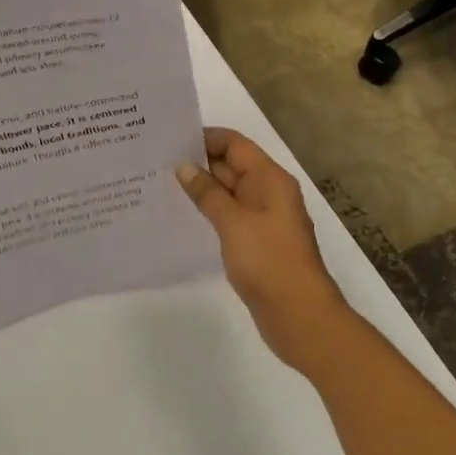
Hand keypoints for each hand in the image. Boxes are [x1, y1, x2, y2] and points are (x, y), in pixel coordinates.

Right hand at [177, 127, 350, 371]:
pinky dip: (208, 212)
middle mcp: (268, 192)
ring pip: (227, 192)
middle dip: (197, 162)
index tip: (169, 141)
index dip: (204, 138)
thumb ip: (207, 192)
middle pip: (231, 165)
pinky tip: (181, 216)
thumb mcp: (233, 221)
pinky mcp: (256, 242)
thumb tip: (183, 167)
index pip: (234, 143)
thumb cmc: (269, 260)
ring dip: (200, 188)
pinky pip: (228, 216)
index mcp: (269, 179)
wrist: (300, 316)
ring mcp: (263, 219)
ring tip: (160, 186)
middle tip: (155, 162)